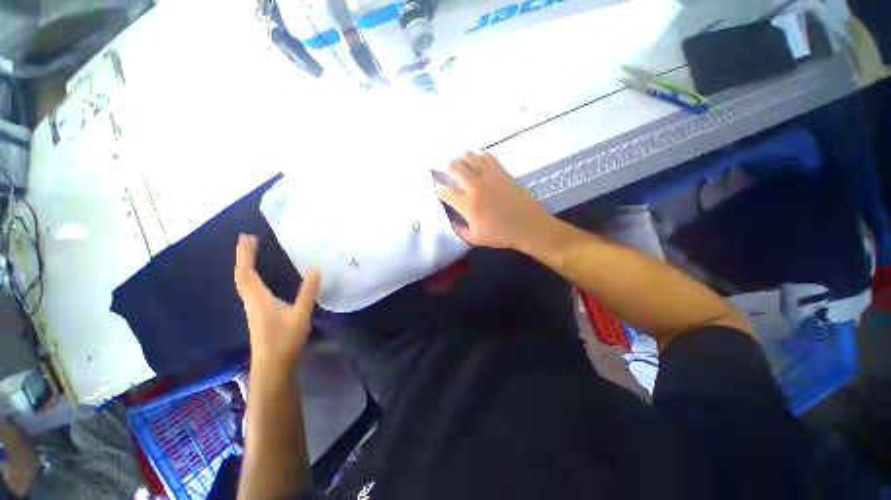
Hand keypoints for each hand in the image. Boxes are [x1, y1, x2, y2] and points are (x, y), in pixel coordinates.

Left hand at [234, 234, 320, 367]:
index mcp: (259, 299)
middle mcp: (252, 301)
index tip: (247, 237)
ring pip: (244, 283)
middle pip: (242, 276)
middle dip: (243, 256)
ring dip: (246, 266)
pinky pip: (250, 289)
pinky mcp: (259, 314)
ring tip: (253, 254)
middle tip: (249, 240)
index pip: (247, 273)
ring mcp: (254, 309)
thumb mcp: (300, 315)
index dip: (245, 254)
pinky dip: (252, 277)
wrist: (273, 367)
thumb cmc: (285, 341)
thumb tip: (315, 268)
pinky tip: (261, 278)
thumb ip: (308, 292)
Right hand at [435, 151, 551, 249]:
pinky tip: (474, 159)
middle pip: (454, 167)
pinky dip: (476, 155)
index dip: (437, 186)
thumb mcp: (476, 239)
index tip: (436, 186)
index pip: (445, 191)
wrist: (529, 226)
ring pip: (468, 157)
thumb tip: (451, 219)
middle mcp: (476, 187)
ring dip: (459, 159)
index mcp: (468, 205)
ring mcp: (489, 176)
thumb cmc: (502, 234)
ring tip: (458, 164)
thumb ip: (459, 230)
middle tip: (443, 171)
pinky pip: (485, 156)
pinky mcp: (501, 171)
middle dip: (444, 167)